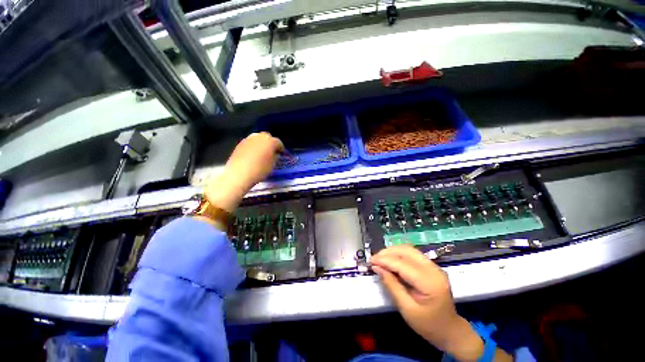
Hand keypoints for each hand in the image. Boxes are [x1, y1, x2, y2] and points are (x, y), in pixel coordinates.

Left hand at [204, 132, 283, 212]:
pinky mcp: (240, 143)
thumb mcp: (273, 165)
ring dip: (261, 144)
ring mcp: (248, 139)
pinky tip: (252, 155)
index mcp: (270, 141)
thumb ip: (275, 156)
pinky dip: (253, 147)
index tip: (281, 154)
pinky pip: (250, 143)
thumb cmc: (260, 170)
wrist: (239, 174)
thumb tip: (274, 153)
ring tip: (261, 153)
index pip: (278, 142)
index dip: (281, 148)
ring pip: (257, 138)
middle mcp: (259, 137)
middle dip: (270, 143)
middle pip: (267, 137)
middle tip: (271, 151)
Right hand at [371, 245, 485, 360]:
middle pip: (407, 251)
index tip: (371, 261)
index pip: (403, 264)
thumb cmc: (428, 325)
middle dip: (388, 252)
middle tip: (374, 259)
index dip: (385, 260)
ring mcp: (434, 266)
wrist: (450, 330)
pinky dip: (399, 254)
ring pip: (409, 249)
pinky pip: (412, 254)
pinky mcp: (431, 267)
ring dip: (393, 251)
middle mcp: (434, 269)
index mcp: (430, 282)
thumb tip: (377, 267)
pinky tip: (391, 260)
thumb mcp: (407, 309)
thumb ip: (392, 285)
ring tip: (380, 259)